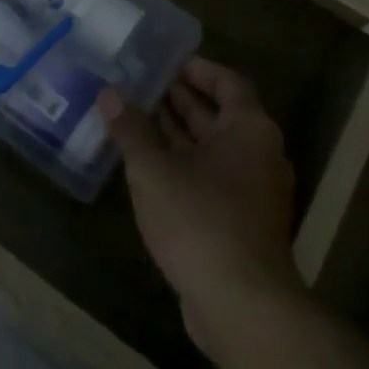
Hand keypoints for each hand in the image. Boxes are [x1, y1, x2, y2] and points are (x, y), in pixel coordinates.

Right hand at [99, 58, 302, 341]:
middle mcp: (259, 154)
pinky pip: (212, 177)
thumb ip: (131, 129)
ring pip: (214, 149)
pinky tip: (149, 166)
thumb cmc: (200, 220)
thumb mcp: (154, 170)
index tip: (165, 62)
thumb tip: (109, 93)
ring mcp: (254, 191)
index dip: (197, 69)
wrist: (242, 305)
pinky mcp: (243, 222)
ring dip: (179, 133)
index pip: (227, 83)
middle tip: (141, 86)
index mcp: (249, 130)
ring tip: (137, 117)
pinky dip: (184, 164)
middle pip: (220, 115)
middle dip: (181, 100)